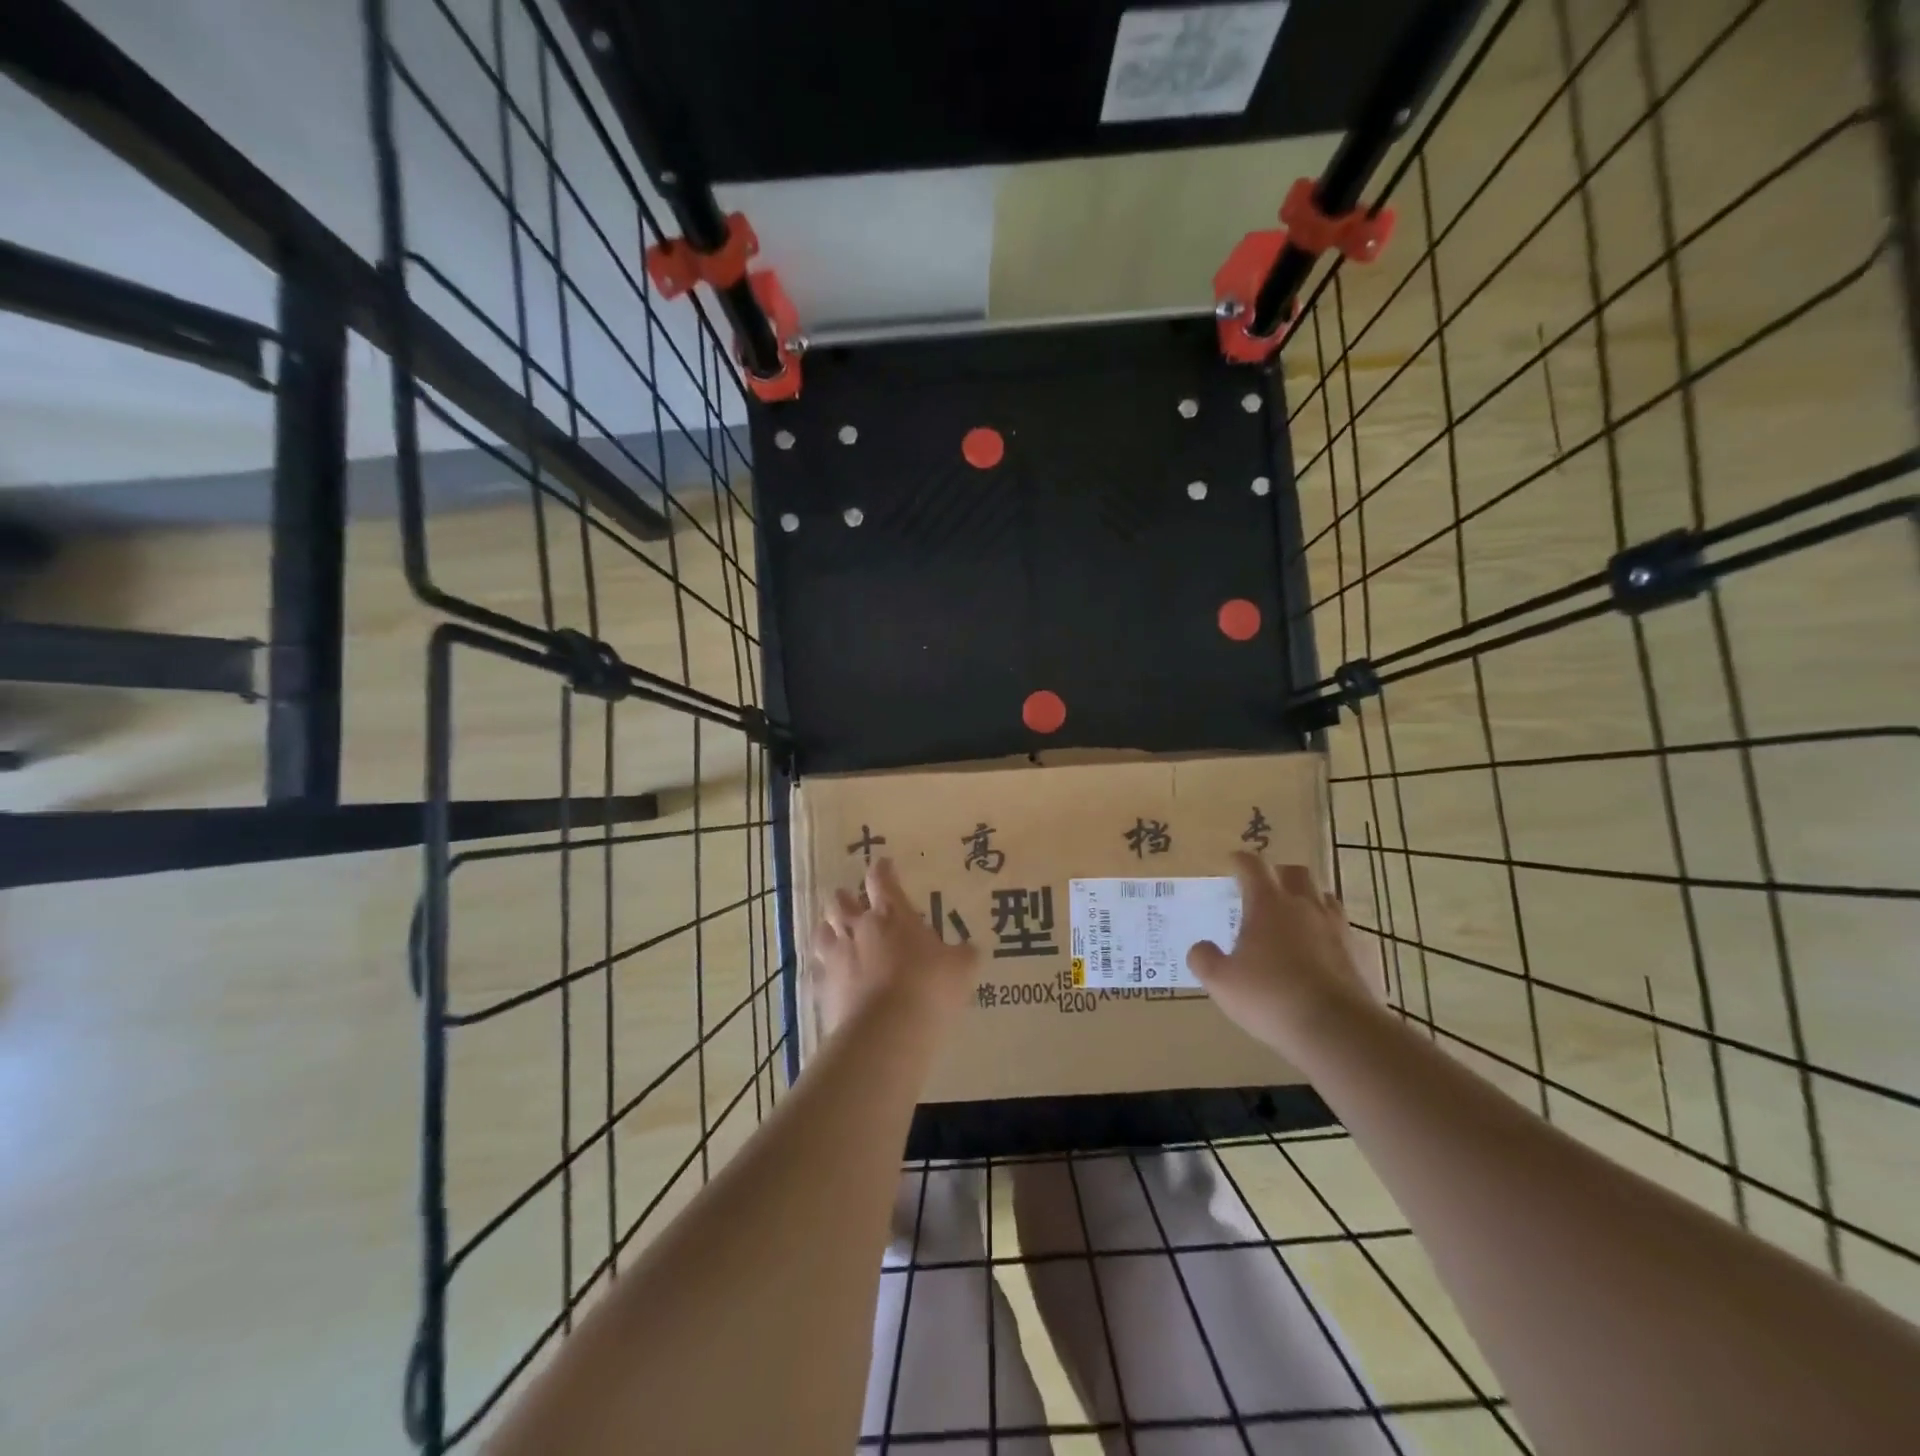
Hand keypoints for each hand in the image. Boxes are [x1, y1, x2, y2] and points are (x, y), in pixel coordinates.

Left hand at [812, 858, 979, 1036]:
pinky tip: (829, 977)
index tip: (883, 865)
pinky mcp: (823, 988)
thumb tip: (969, 949)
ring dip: (828, 930)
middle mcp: (859, 928)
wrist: (887, 1031)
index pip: (881, 880)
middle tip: (852, 901)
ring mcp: (836, 958)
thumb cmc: (929, 988)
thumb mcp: (960, 969)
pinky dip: (823, 970)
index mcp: (891, 915)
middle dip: (846, 898)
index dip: (882, 870)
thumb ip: (963, 955)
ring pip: (822, 932)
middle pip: (841, 901)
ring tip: (834, 934)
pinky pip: (817, 971)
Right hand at [1187, 853, 1374, 1056]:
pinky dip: (1331, 935)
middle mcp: (1306, 907)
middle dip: (1279, 874)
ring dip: (1309, 900)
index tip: (1233, 862)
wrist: (1338, 1031)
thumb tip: (1201, 948)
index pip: (1253, 867)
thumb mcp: (1221, 982)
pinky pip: (1346, 932)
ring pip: (1325, 898)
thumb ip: (1204, 959)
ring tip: (1296, 918)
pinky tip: (1323, 954)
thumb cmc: (1271, 998)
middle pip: (1296, 872)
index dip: (1241, 861)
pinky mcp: (1363, 954)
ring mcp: (1339, 929)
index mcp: (1268, 904)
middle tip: (1266, 889)